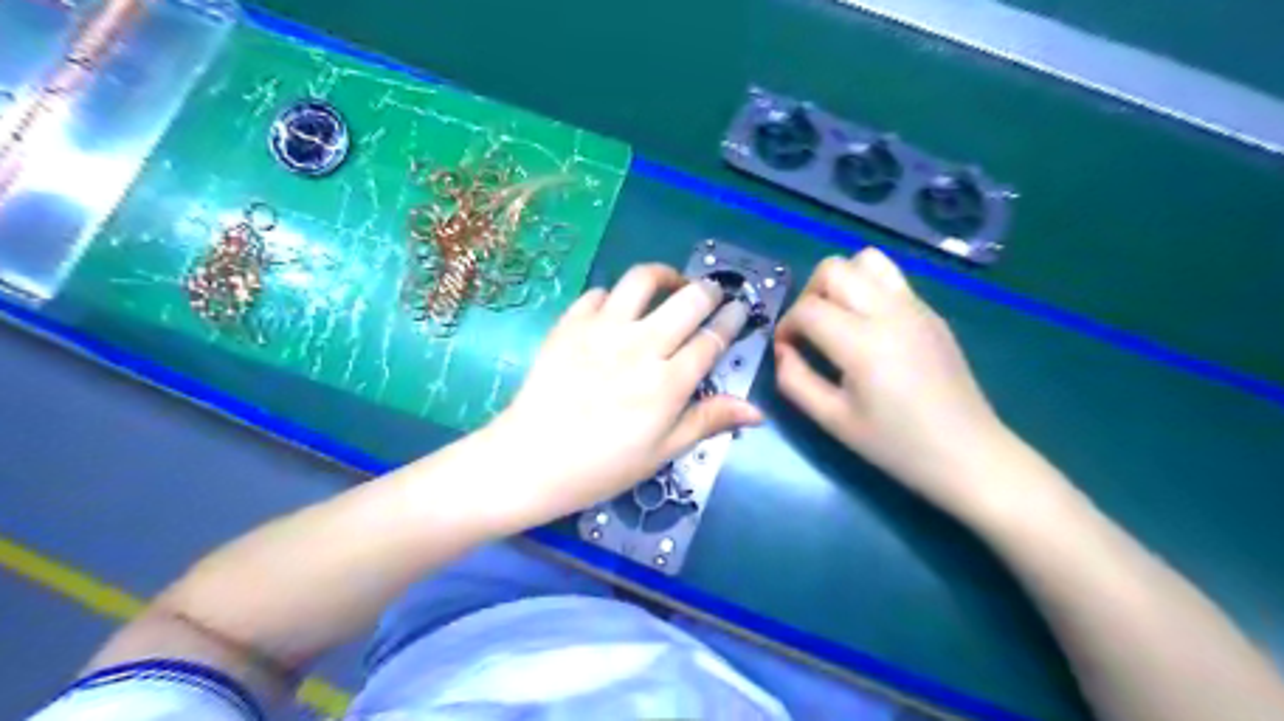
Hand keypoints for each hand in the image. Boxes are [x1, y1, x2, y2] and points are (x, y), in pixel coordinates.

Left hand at [486, 262, 754, 523]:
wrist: (531, 460)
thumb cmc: (602, 466)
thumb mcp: (661, 452)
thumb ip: (707, 421)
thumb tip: (756, 411)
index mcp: (668, 382)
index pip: (711, 339)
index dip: (731, 321)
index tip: (739, 310)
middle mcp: (640, 346)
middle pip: (687, 301)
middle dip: (709, 291)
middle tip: (712, 294)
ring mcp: (602, 330)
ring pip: (642, 280)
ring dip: (664, 276)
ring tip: (671, 284)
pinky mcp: (570, 325)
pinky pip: (599, 294)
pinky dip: (615, 296)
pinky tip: (618, 310)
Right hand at [772, 247, 1014, 517]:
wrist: (968, 454)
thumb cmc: (896, 445)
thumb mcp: (833, 421)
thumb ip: (795, 381)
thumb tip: (782, 351)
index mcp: (863, 343)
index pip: (808, 308)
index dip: (786, 325)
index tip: (786, 349)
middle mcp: (889, 312)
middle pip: (833, 268)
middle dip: (809, 293)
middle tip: (809, 329)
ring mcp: (915, 307)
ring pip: (866, 260)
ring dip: (841, 281)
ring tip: (838, 317)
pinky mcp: (931, 312)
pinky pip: (890, 279)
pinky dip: (867, 289)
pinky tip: (869, 328)